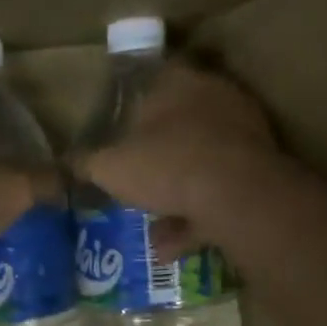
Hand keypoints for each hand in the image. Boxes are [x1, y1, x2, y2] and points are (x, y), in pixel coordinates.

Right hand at [77, 62, 279, 257]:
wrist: (237, 197)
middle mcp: (215, 99)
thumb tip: (65, 163)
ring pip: (201, 163)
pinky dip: (195, 218)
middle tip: (135, 176)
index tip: (118, 126)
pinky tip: (169, 248)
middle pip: (179, 122)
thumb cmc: (166, 164)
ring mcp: (243, 135)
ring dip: (176, 195)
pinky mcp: (261, 171)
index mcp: (178, 83)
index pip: (154, 76)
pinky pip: (219, 193)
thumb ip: (86, 163)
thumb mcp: (109, 167)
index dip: (132, 101)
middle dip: (156, 154)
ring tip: (150, 229)